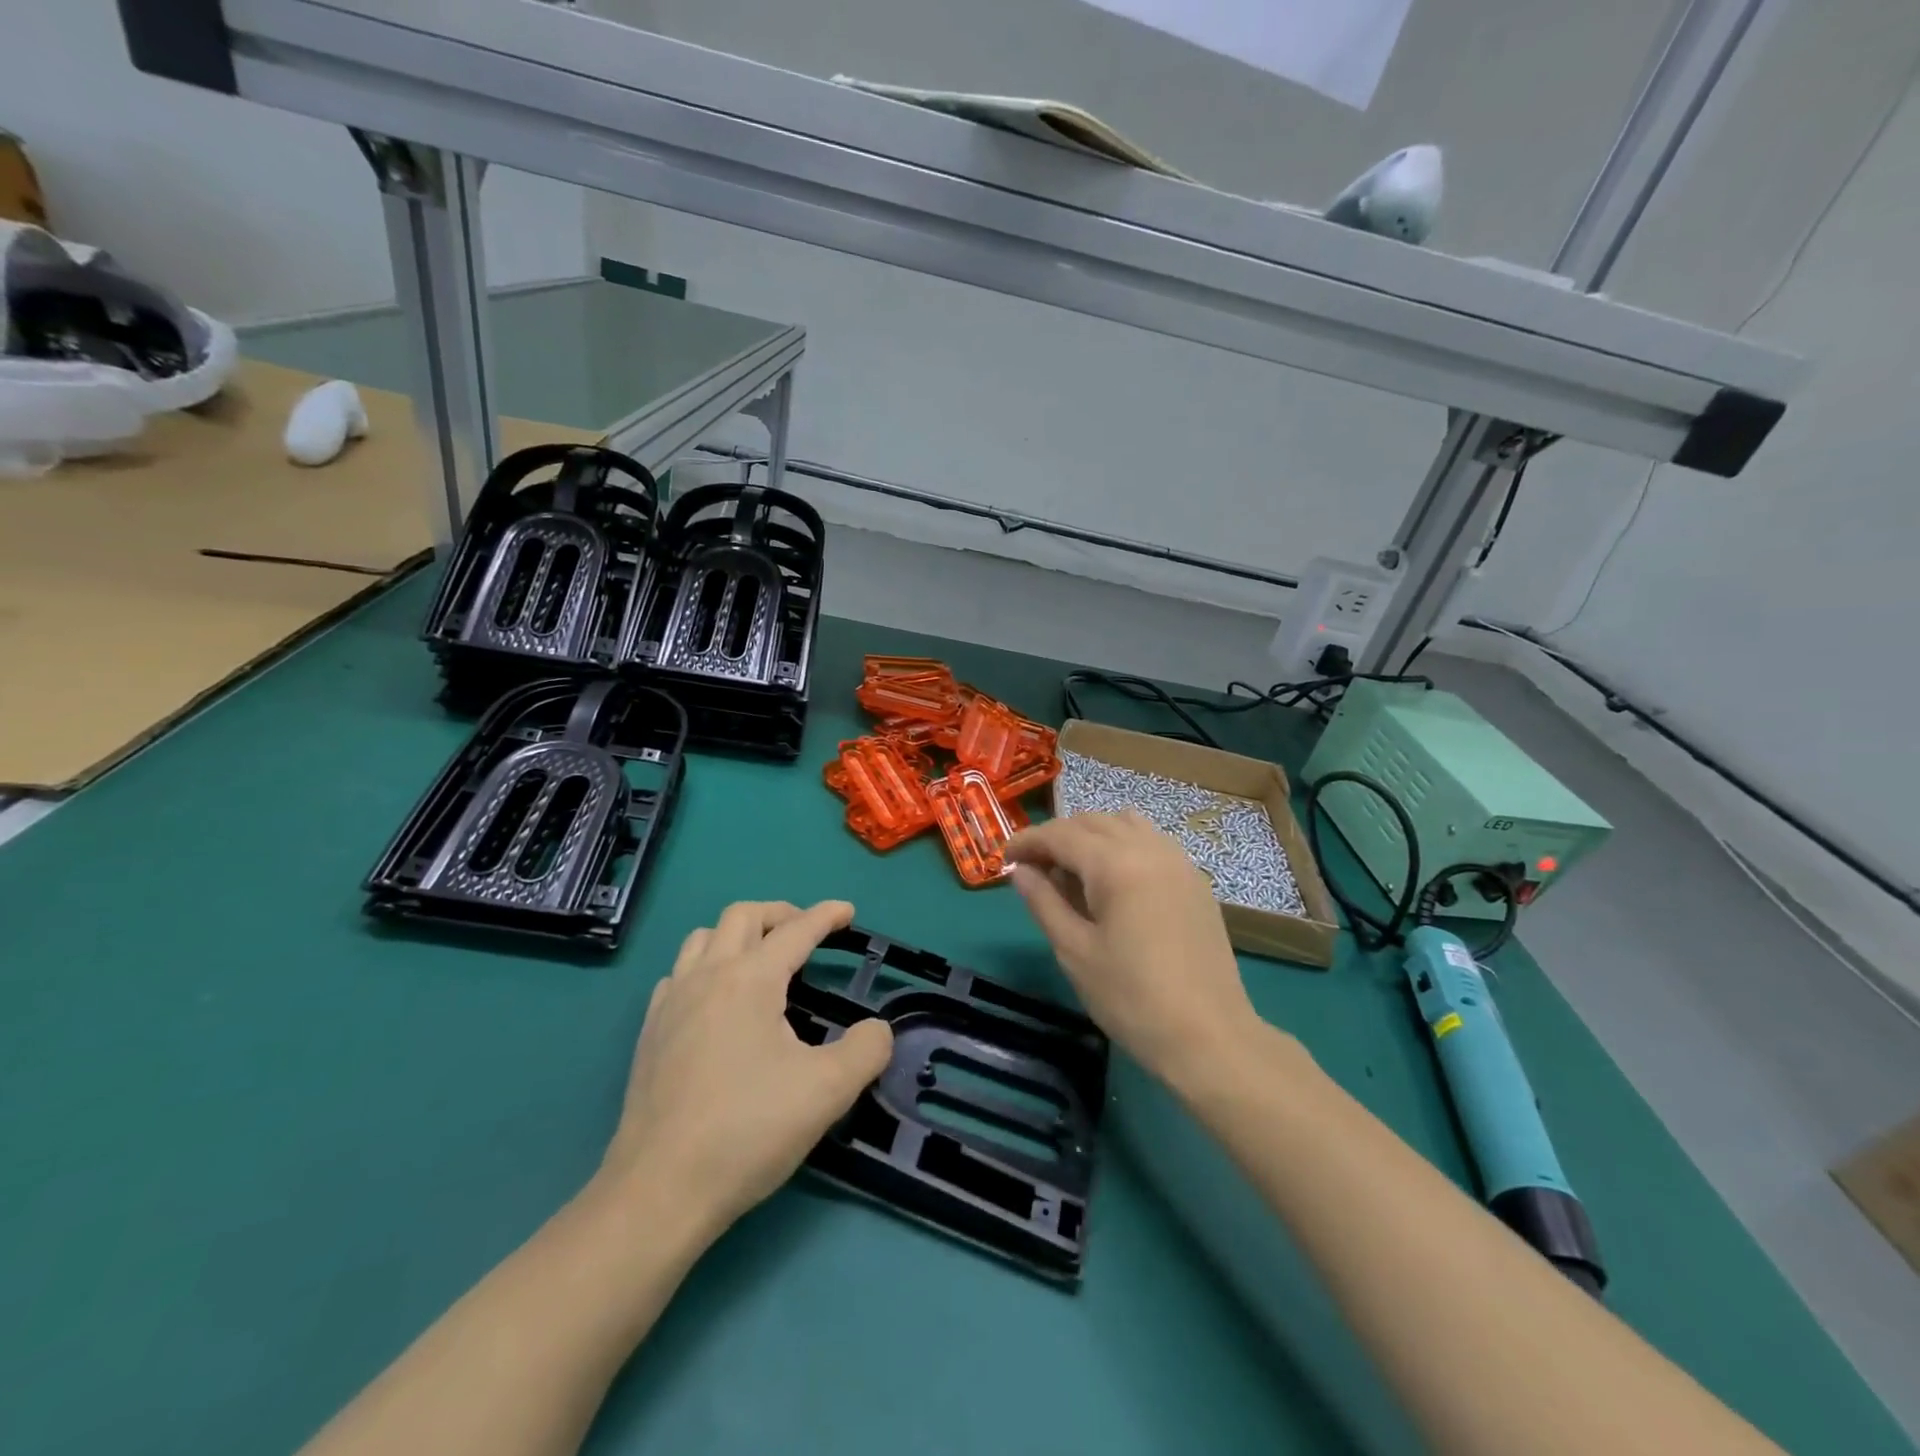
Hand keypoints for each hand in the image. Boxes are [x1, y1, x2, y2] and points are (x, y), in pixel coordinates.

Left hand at [597, 900, 892, 1236]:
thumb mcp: (827, 1091)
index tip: (848, 911)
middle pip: (742, 915)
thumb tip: (877, 1030)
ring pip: (703, 938)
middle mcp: (707, 976)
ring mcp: (671, 1002)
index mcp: (750, 980)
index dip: (826, 915)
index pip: (795, 930)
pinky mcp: (650, 1032)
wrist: (659, 1190)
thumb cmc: (748, 1131)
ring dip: (738, 935)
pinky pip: (679, 974)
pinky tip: (716, 1000)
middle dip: (780, 913)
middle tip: (806, 932)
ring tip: (762, 960)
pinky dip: (705, 967)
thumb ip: (866, 1050)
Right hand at [1005, 812, 1263, 1088]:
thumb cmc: (1131, 998)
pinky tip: (1113, 883)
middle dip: (1057, 837)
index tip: (1004, 859)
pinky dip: (1122, 846)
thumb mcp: (1074, 951)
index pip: (1060, 834)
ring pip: (1125, 825)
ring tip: (1073, 872)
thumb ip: (1044, 902)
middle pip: (1092, 822)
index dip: (1027, 841)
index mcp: (1116, 864)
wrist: (1209, 1038)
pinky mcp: (1195, 881)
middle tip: (1033, 868)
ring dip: (1092, 836)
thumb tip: (1021, 871)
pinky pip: (1151, 842)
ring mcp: (1178, 862)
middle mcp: (1150, 848)